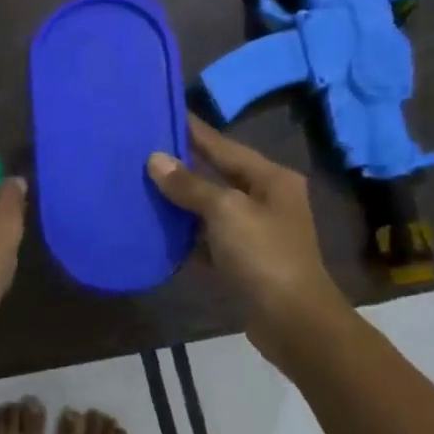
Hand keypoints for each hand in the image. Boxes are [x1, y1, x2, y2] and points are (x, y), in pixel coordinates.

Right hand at [148, 115, 349, 364]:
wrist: (292, 320)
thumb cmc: (264, 256)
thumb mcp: (226, 212)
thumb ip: (190, 185)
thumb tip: (156, 160)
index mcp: (270, 179)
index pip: (223, 146)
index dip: (193, 131)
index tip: (162, 113)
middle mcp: (265, 200)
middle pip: (216, 176)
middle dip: (181, 167)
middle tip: (142, 152)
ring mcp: (254, 233)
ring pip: (209, 210)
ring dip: (179, 203)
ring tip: (141, 187)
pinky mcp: (242, 262)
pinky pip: (207, 241)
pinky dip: (185, 237)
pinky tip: (157, 231)